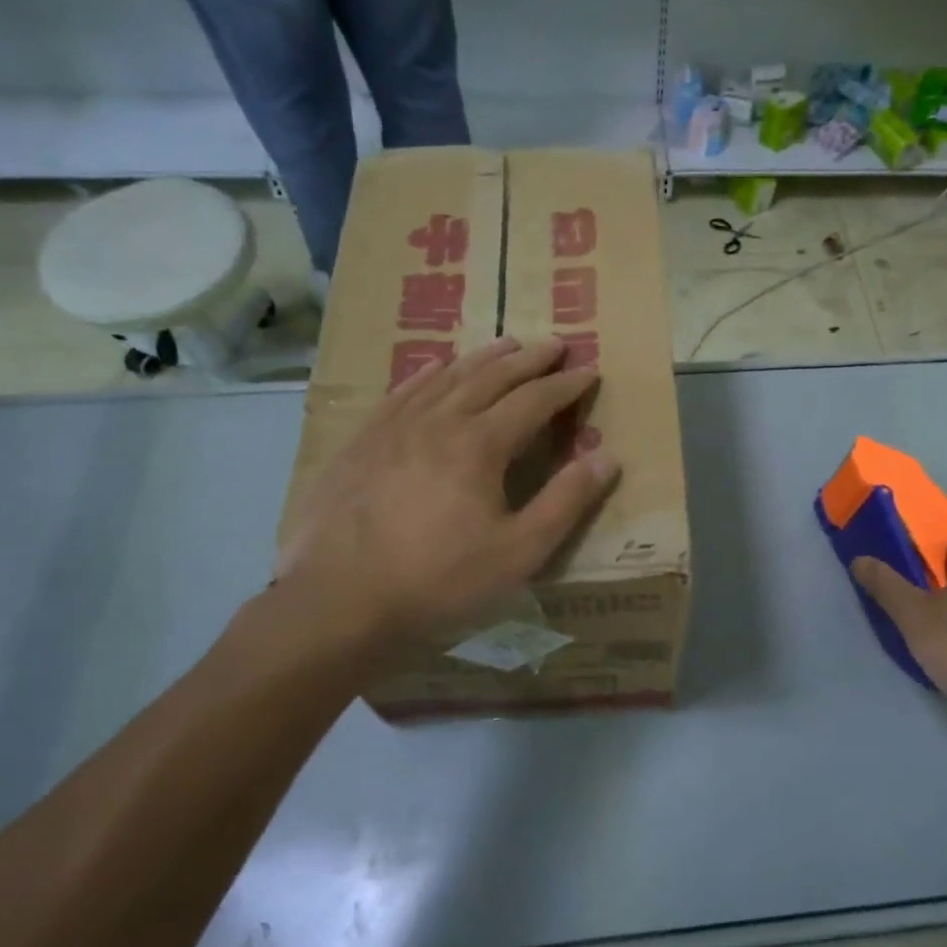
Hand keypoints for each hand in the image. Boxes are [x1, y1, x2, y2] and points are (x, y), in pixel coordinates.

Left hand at [266, 336, 618, 660]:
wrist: (338, 602)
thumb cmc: (439, 581)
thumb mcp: (519, 552)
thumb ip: (566, 502)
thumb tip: (608, 457)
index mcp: (480, 445)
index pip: (534, 401)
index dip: (565, 386)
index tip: (589, 371)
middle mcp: (438, 421)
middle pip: (492, 377)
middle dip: (529, 360)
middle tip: (556, 344)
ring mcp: (394, 427)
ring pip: (447, 377)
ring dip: (483, 358)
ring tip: (507, 344)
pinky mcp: (361, 442)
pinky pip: (402, 392)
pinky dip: (427, 374)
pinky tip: (435, 367)